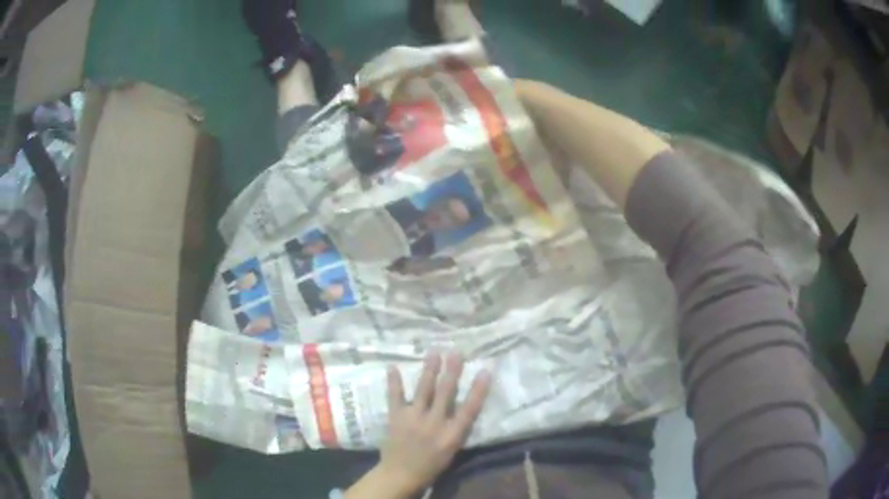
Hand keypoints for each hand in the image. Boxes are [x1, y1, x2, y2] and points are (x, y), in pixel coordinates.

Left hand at [362, 352, 491, 497]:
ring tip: (434, 353)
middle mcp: (434, 424)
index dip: (478, 390)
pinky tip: (393, 367)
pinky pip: (395, 397)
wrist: (400, 474)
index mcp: (451, 435)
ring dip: (429, 370)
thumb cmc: (432, 465)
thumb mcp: (452, 450)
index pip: (469, 409)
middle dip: (452, 372)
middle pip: (446, 394)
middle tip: (456, 352)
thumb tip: (464, 405)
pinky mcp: (395, 417)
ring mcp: (413, 419)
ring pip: (423, 390)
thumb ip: (457, 428)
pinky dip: (394, 382)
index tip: (485, 371)